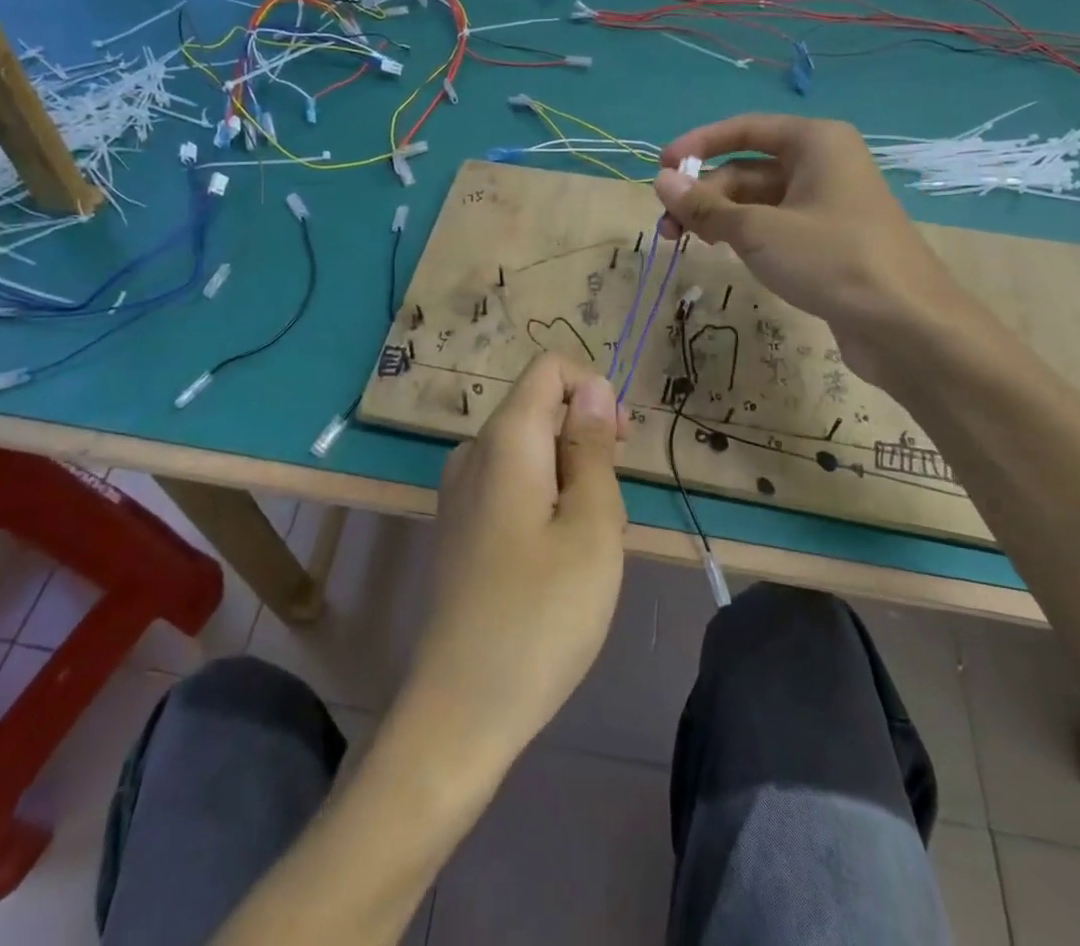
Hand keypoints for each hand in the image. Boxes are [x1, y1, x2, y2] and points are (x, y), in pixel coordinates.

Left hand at [400, 354, 627, 768]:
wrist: (461, 709)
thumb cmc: (541, 614)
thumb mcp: (591, 526)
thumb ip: (592, 447)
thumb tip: (593, 386)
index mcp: (504, 439)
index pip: (549, 369)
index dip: (593, 390)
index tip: (620, 445)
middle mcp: (473, 452)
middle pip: (541, 412)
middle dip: (586, 447)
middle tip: (606, 517)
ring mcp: (460, 491)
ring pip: (532, 455)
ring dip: (571, 484)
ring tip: (583, 552)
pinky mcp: (459, 526)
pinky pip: (512, 487)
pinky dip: (545, 506)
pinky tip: (554, 566)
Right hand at [653, 114, 974, 383]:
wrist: (907, 325)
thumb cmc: (831, 260)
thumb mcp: (758, 230)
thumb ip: (706, 206)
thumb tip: (661, 181)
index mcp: (815, 142)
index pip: (745, 129)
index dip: (699, 144)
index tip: (661, 167)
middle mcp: (823, 164)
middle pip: (747, 169)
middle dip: (704, 195)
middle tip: (666, 227)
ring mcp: (828, 204)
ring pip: (759, 201)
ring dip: (719, 218)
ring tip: (683, 243)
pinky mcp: (829, 241)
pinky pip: (775, 226)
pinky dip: (745, 235)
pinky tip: (724, 254)